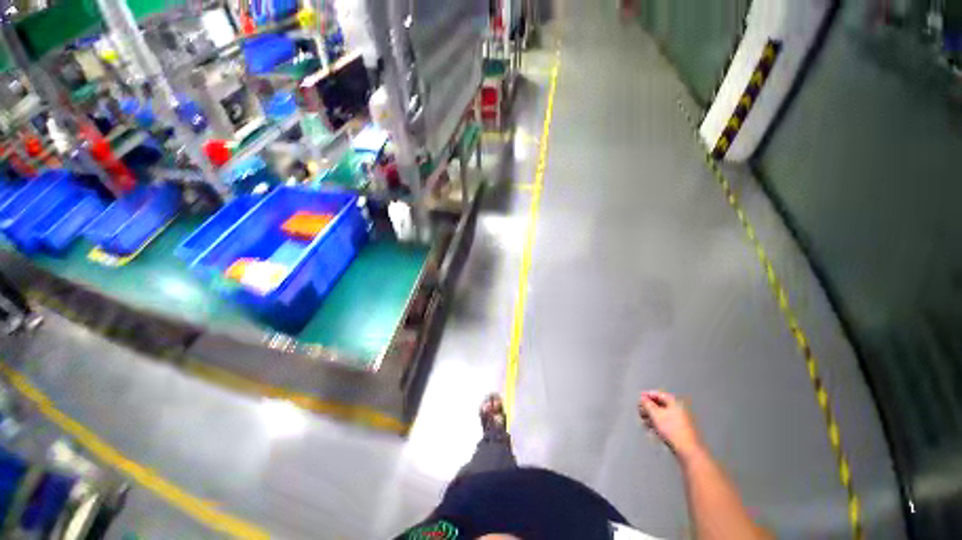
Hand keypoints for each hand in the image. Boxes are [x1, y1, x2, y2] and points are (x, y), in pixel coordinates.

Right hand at [638, 390, 704, 462]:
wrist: (688, 451)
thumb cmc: (671, 429)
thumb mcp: (655, 415)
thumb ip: (647, 404)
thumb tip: (643, 398)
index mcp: (675, 403)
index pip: (659, 394)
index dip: (648, 395)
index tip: (639, 398)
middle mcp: (679, 409)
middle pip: (661, 404)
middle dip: (649, 407)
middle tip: (640, 411)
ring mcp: (681, 420)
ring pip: (663, 415)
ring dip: (652, 416)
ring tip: (643, 421)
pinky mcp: (681, 431)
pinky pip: (667, 423)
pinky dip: (658, 423)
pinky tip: (652, 429)